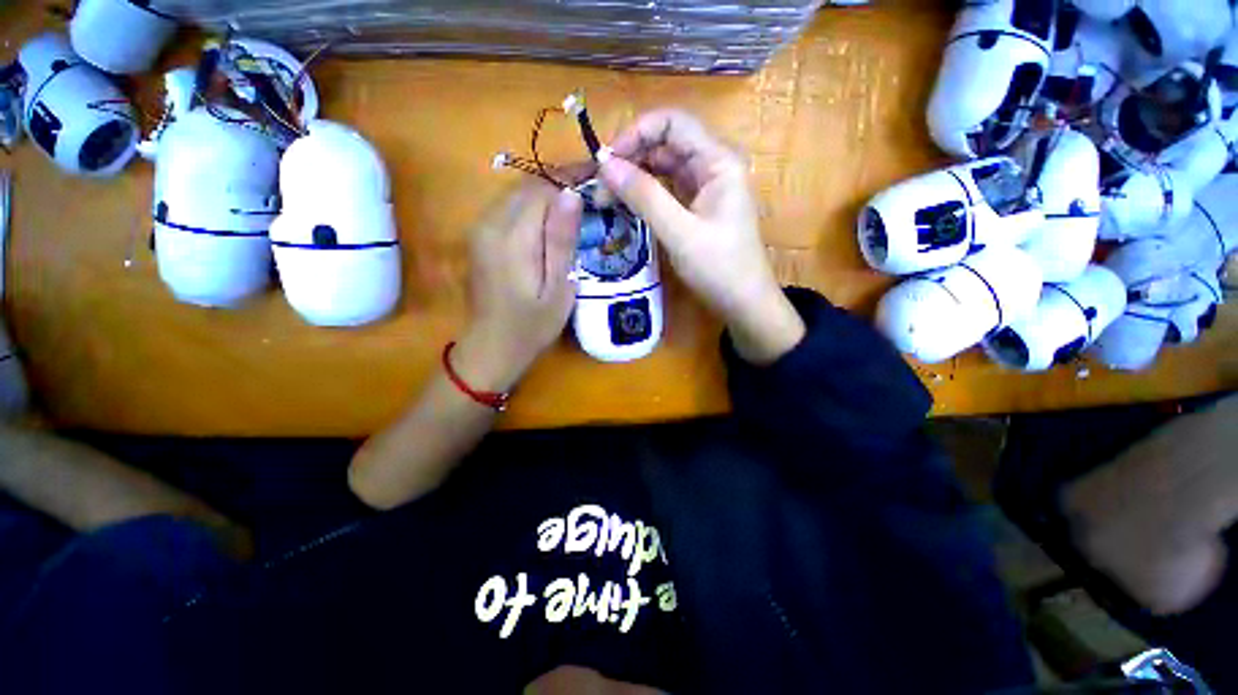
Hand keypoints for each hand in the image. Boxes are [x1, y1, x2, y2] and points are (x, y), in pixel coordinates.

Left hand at [455, 181, 582, 391]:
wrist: (492, 346)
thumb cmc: (532, 325)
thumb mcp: (558, 289)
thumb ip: (562, 241)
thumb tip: (571, 195)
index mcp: (511, 238)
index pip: (542, 189)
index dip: (570, 177)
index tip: (597, 173)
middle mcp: (489, 224)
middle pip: (527, 185)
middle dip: (559, 181)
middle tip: (591, 187)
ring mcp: (479, 229)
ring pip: (516, 193)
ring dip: (546, 192)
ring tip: (577, 200)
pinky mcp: (479, 237)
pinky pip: (507, 207)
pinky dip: (532, 204)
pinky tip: (551, 218)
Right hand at [598, 110, 804, 364]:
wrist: (744, 303)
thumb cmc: (720, 269)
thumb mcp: (680, 233)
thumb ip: (645, 197)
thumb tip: (605, 166)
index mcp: (718, 161)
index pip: (672, 123)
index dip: (635, 134)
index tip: (606, 162)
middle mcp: (712, 165)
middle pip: (665, 143)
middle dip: (630, 159)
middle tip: (600, 188)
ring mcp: (705, 187)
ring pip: (663, 167)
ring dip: (634, 177)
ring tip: (607, 199)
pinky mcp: (696, 207)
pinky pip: (666, 189)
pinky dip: (645, 194)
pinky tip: (626, 205)